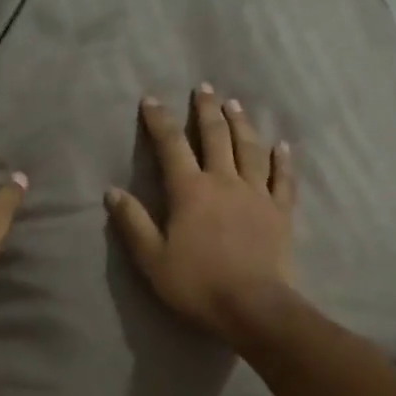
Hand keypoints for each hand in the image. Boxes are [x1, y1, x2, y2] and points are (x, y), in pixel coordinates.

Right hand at [106, 85, 298, 343]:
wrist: (253, 307)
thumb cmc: (198, 284)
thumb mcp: (153, 259)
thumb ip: (134, 223)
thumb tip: (112, 191)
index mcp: (190, 191)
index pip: (171, 146)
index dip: (160, 121)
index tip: (151, 99)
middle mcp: (224, 181)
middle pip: (215, 136)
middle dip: (206, 110)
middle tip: (204, 88)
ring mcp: (257, 194)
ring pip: (250, 149)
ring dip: (241, 124)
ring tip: (235, 104)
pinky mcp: (281, 211)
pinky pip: (283, 178)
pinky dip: (282, 160)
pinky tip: (282, 145)